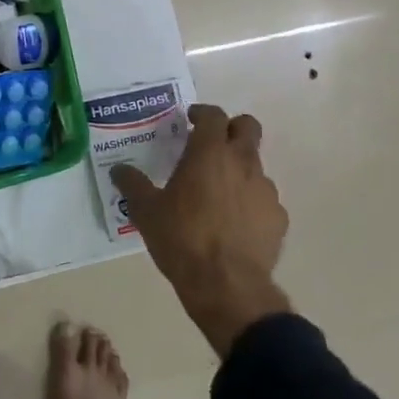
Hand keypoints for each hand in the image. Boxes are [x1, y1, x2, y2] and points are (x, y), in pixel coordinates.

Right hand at [112, 104, 291, 356]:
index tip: (191, 119)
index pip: (213, 115)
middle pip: (247, 127)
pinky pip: (264, 199)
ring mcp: (266, 190)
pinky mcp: (279, 218)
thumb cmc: (182, 239)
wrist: (226, 285)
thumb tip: (119, 170)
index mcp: (210, 153)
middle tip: (211, 144)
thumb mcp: (146, 211)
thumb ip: (132, 185)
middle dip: (232, 128)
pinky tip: (235, 223)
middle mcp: (243, 163)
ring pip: (256, 165)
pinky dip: (250, 202)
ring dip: (239, 169)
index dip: (202, 113)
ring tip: (218, 193)